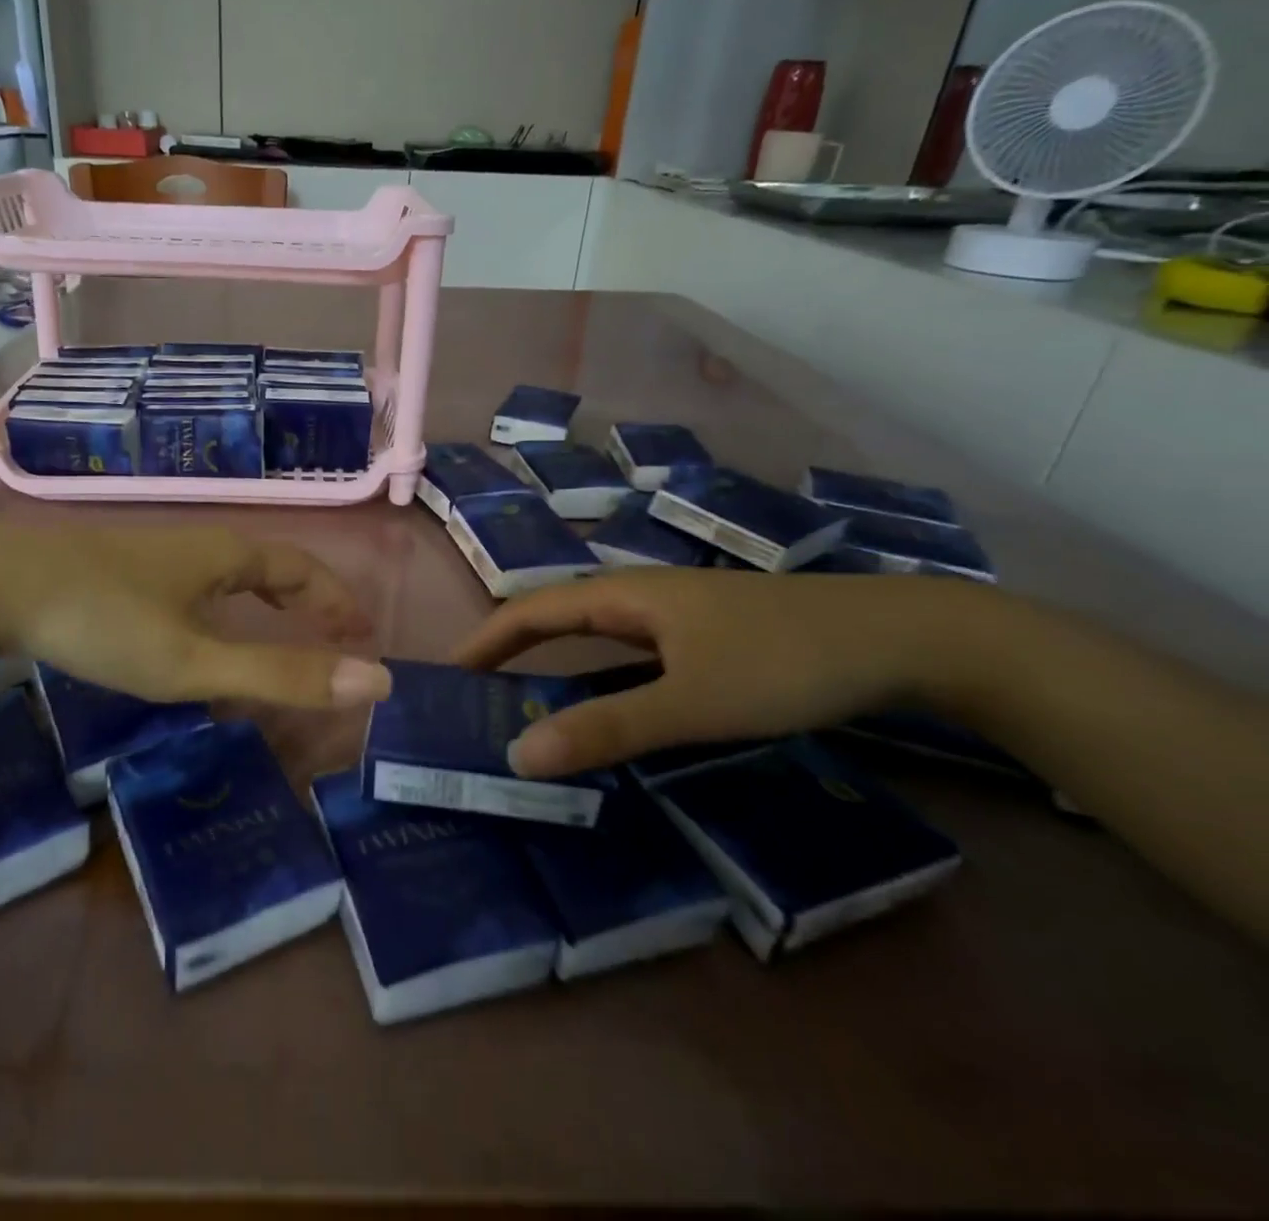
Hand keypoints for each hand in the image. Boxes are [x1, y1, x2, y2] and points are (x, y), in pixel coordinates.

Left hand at [0, 521, 391, 710]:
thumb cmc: (104, 620)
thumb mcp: (194, 662)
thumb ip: (279, 676)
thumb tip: (375, 682)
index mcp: (229, 556)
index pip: (304, 570)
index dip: (338, 601)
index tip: (363, 634)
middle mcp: (201, 544)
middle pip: (272, 565)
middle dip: (310, 598)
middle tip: (335, 634)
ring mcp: (158, 553)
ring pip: (232, 572)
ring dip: (268, 598)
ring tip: (282, 628)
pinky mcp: (124, 567)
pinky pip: (198, 581)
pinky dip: (226, 602)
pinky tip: (202, 626)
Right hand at [453, 568, 978, 776]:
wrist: (903, 639)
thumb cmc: (784, 661)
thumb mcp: (692, 702)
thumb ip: (607, 728)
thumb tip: (519, 755)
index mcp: (625, 596)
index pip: (531, 611)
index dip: (485, 640)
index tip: (448, 675)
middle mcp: (641, 598)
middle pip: (558, 620)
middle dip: (512, 655)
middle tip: (478, 701)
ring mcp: (677, 617)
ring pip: (597, 640)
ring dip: (556, 670)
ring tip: (527, 711)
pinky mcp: (708, 639)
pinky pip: (633, 658)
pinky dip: (602, 682)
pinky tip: (610, 712)